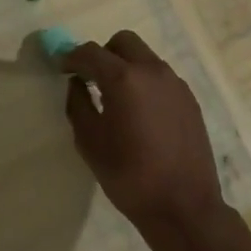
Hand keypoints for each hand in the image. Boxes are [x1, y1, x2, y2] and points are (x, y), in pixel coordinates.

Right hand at [62, 31, 228, 246]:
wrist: (184, 208)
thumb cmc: (129, 177)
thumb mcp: (90, 143)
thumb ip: (78, 104)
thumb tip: (77, 83)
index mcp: (124, 79)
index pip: (91, 52)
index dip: (72, 57)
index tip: (61, 67)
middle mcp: (152, 71)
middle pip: (123, 42)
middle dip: (103, 54)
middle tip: (91, 78)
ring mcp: (175, 83)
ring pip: (144, 57)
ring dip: (126, 66)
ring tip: (117, 98)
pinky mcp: (189, 99)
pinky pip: (160, 77)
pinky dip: (145, 82)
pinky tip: (140, 113)